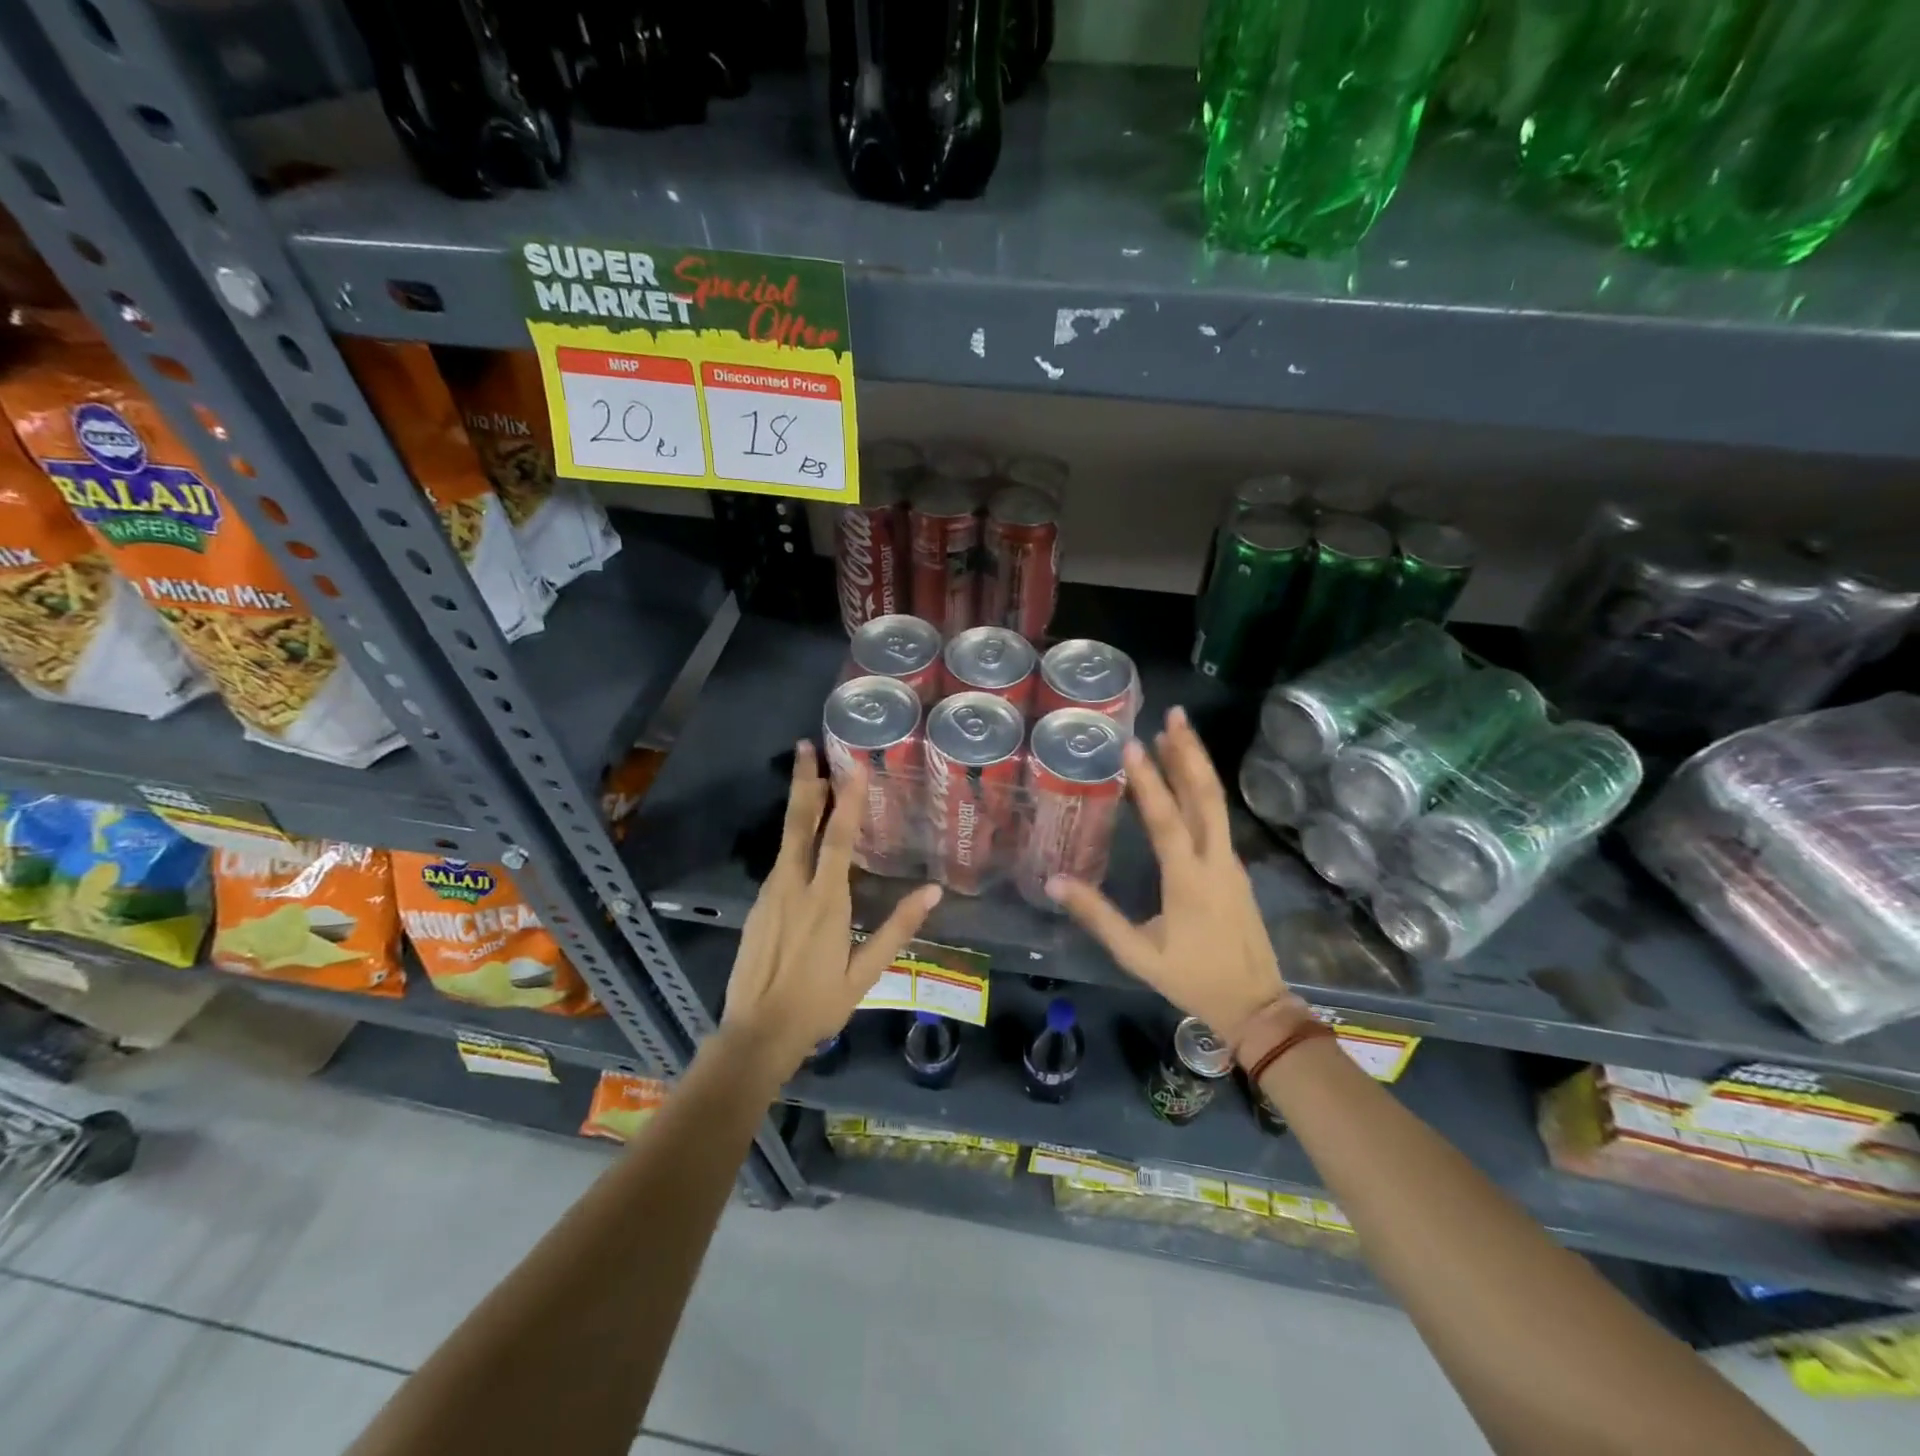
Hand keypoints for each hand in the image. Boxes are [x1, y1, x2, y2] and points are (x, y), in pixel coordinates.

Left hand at [722, 742, 941, 1076]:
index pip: (837, 839)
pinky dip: (792, 837)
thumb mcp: (866, 972)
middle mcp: (793, 887)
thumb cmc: (819, 1004)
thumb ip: (898, 927)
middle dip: (805, 782)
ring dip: (799, 803)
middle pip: (799, 824)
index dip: (847, 801)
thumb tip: (933, 891)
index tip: (852, 767)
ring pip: (786, 838)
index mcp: (825, 901)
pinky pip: (779, 861)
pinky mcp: (757, 906)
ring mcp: (770, 894)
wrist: (756, 1033)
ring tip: (810, 775)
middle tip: (805, 745)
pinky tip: (803, 836)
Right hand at [1047, 707, 1293, 1039]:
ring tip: (1178, 731)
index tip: (1134, 745)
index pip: (1168, 820)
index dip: (1149, 782)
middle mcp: (1215, 861)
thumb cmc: (1192, 979)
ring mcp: (1230, 863)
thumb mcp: (1138, 954)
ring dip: (1197, 765)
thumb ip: (1098, 916)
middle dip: (1189, 753)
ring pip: (1216, 804)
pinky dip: (1202, 789)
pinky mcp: (1234, 869)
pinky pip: (1218, 818)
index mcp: (1189, 880)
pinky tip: (1187, 778)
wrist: (1256, 1004)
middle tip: (1174, 715)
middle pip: (1206, 797)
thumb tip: (1054, 882)